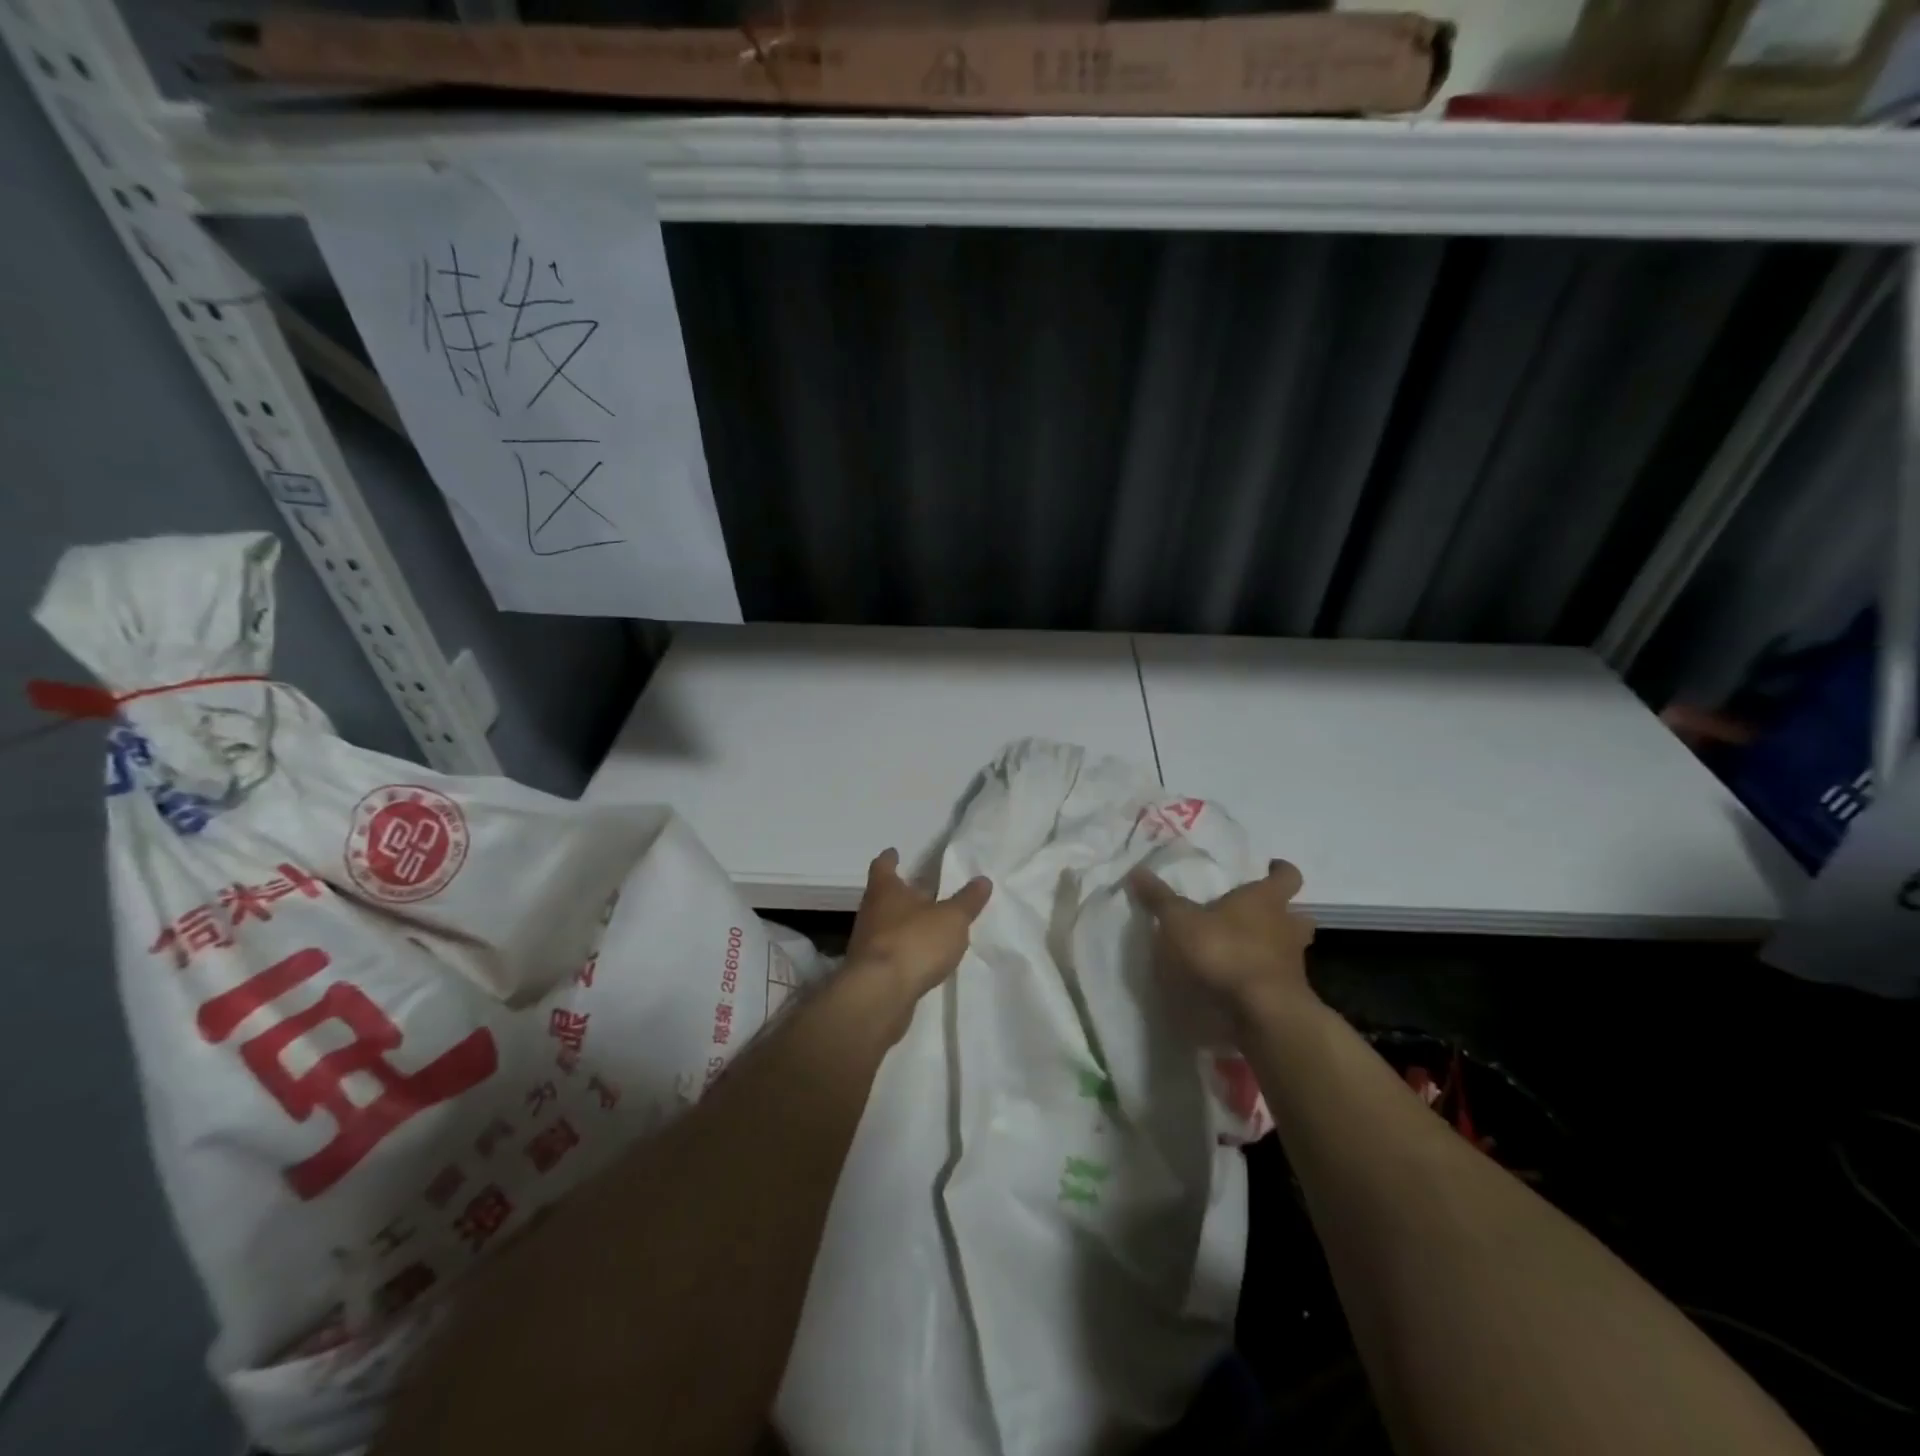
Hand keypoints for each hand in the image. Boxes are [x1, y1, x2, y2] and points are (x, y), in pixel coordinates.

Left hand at [846, 849, 991, 1002]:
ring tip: (927, 924)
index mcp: (885, 891)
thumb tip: (983, 879)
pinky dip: (903, 950)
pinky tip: (920, 958)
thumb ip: (967, 900)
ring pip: (886, 925)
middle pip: (884, 896)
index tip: (894, 852)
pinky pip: (889, 953)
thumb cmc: (915, 942)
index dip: (890, 859)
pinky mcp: (870, 972)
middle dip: (902, 893)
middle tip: (923, 889)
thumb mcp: (952, 918)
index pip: (883, 866)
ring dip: (903, 924)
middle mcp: (871, 912)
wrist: (880, 995)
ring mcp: (867, 944)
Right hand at [1127, 858, 1316, 1021]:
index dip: (1281, 870)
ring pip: (1293, 948)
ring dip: (1278, 947)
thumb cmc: (1224, 951)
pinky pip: (1281, 979)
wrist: (1262, 1011)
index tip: (1271, 867)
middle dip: (1285, 913)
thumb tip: (1137, 870)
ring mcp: (1293, 964)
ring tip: (1250, 950)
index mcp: (1266, 900)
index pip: (1287, 876)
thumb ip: (1160, 898)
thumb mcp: (1180, 921)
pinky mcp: (1290, 996)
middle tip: (1261, 914)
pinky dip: (1266, 978)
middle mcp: (1287, 927)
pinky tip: (1243, 984)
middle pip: (1299, 914)